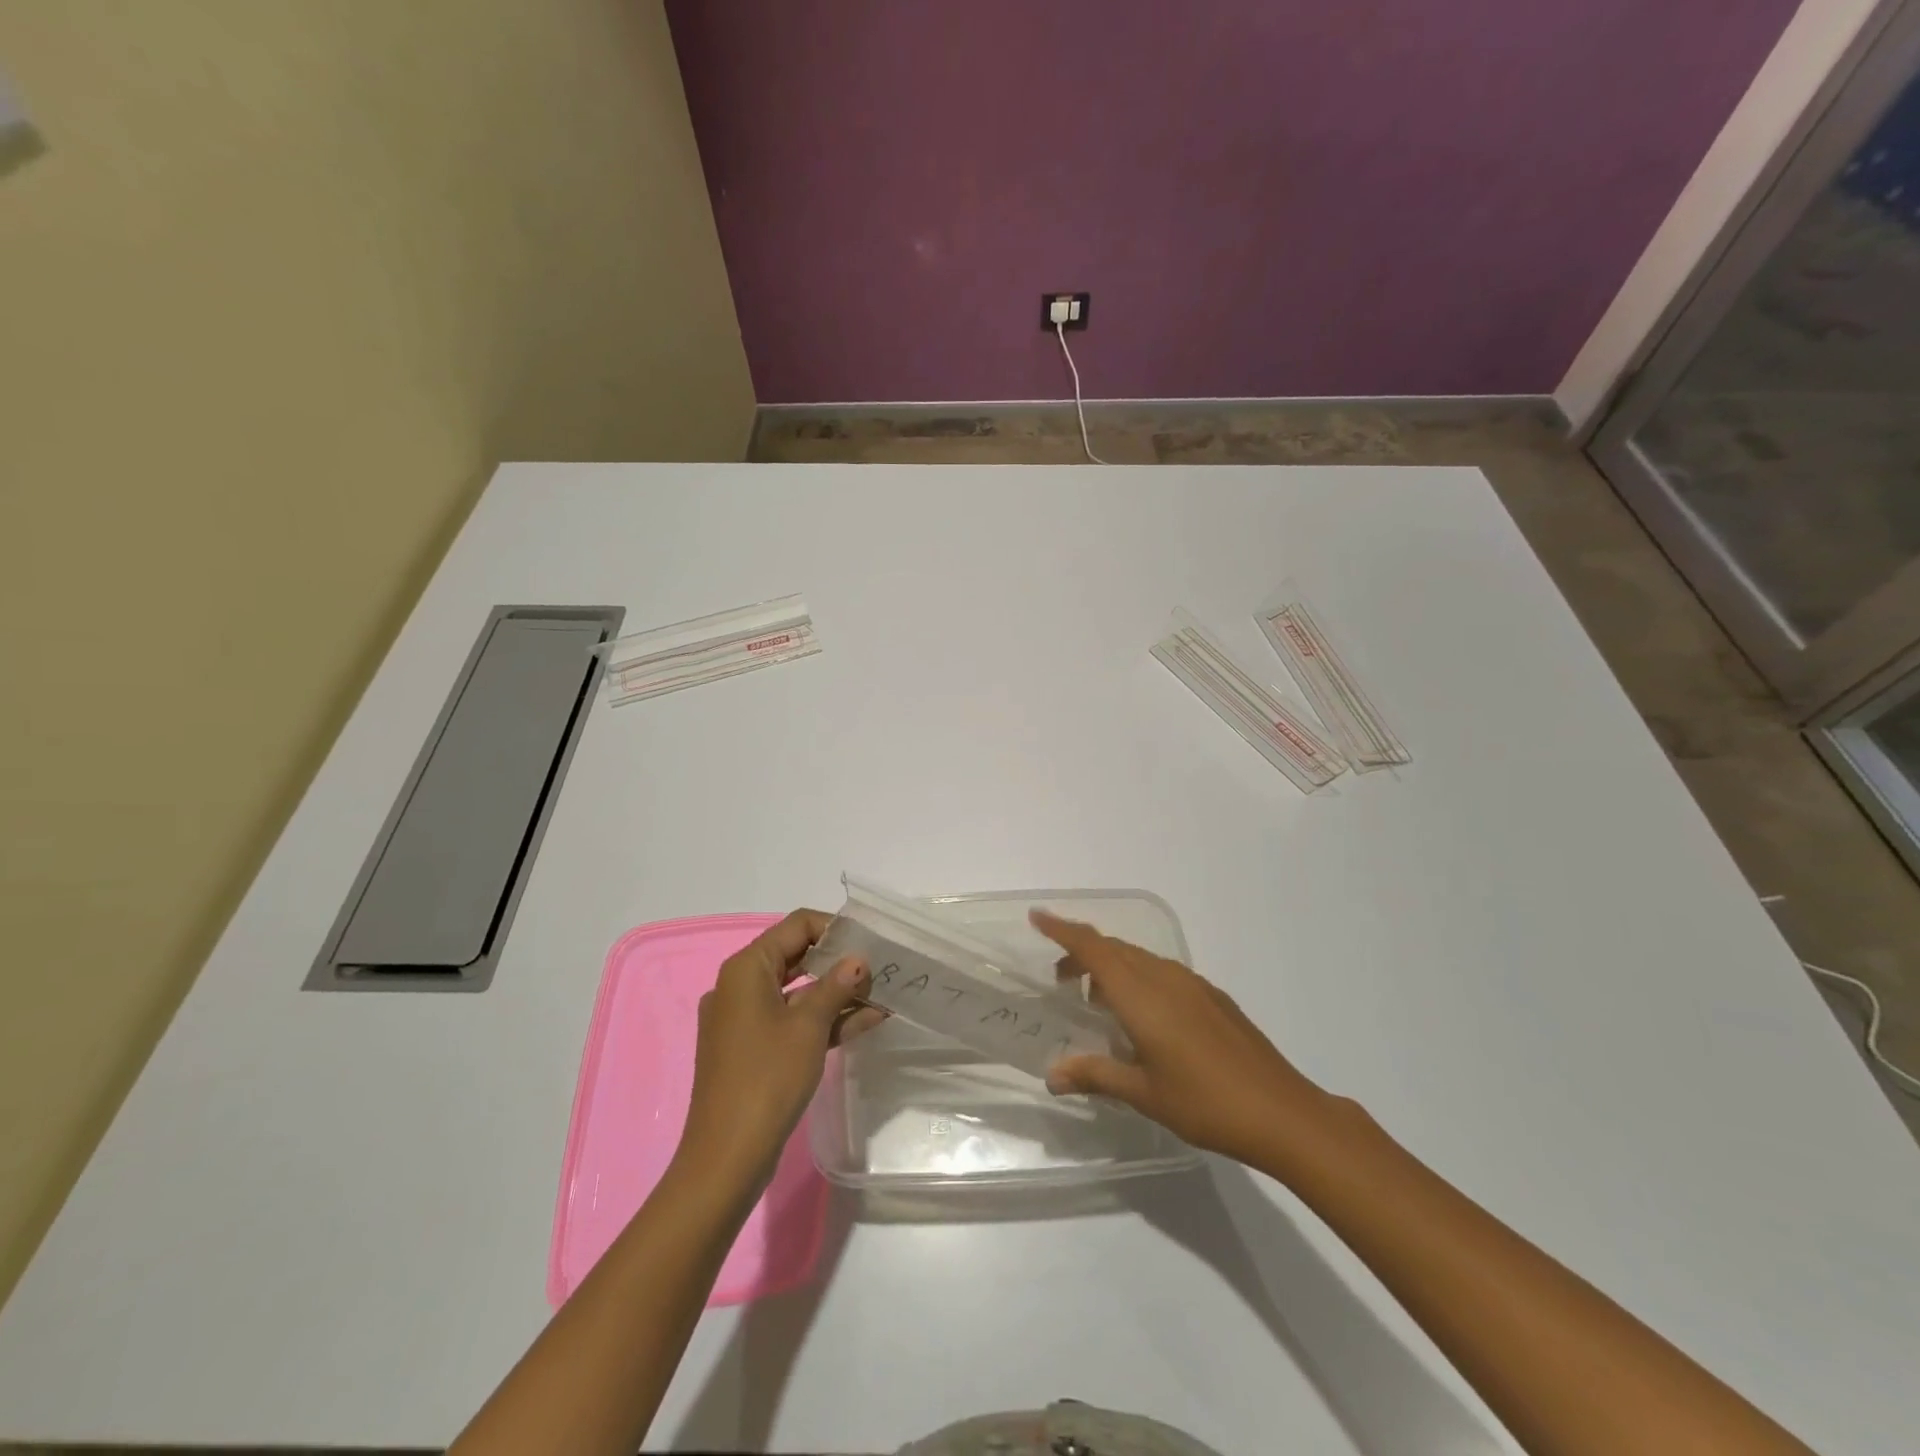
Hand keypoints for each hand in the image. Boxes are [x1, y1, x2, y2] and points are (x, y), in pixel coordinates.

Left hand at [678, 909, 884, 1192]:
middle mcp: (739, 986)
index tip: (869, 942)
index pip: (796, 926)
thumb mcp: (808, 1027)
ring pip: (796, 992)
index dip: (834, 928)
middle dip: (839, 963)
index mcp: (746, 969)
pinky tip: (863, 1022)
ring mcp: (743, 1020)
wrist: (726, 1157)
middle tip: (879, 968)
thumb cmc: (767, 1078)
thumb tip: (858, 961)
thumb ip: (836, 987)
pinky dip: (821, 1020)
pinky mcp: (751, 1049)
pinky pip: (790, 1021)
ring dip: (835, 994)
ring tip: (880, 995)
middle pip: (795, 957)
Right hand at [1031, 909, 1331, 1166]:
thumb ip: (1095, 1075)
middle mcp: (1165, 978)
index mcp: (1142, 995)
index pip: (1093, 948)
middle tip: (1059, 979)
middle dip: (1082, 953)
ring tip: (1097, 1002)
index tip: (1037, 917)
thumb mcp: (1143, 1093)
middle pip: (1115, 949)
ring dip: (1112, 968)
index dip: (1062, 930)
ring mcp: (1193, 985)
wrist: (1282, 1112)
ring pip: (1140, 960)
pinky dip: (1139, 980)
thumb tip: (1052, 1075)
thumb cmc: (1205, 1102)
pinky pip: (1163, 973)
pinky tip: (1144, 1018)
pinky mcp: (1213, 998)